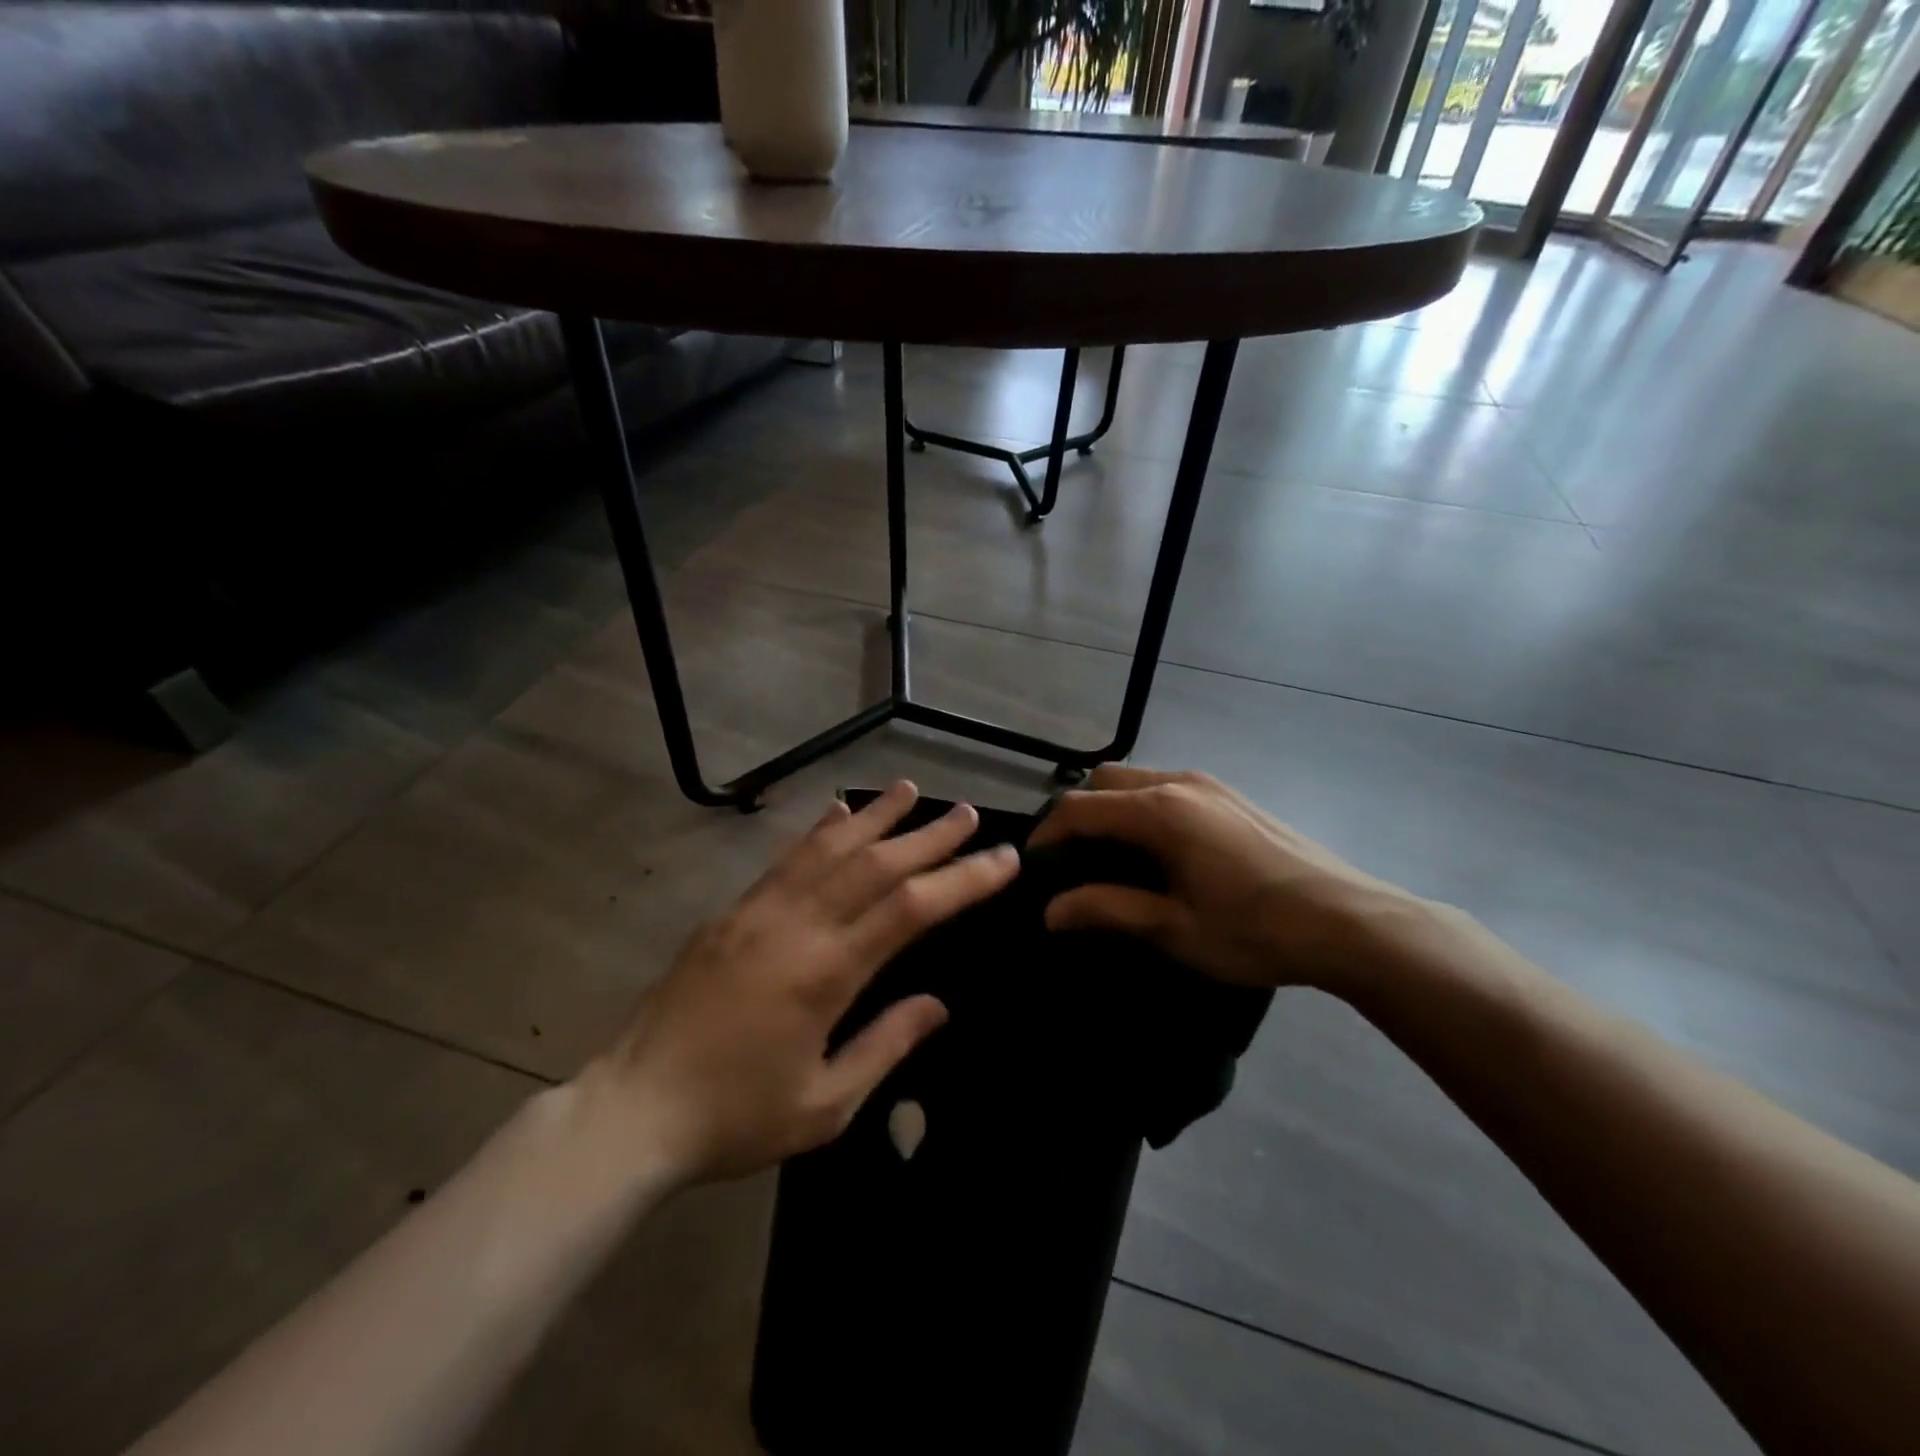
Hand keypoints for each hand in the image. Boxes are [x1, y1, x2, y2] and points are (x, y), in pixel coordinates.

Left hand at [586, 782, 1018, 1185]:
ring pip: (828, 848)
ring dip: (875, 816)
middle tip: (969, 813)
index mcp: (826, 972)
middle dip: (929, 836)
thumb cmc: (736, 1116)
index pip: (911, 908)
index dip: (962, 879)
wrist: (633, 1108)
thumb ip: (886, 1045)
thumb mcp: (825, 1104)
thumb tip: (938, 1003)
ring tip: (910, 790)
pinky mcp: (731, 912)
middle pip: (876, 863)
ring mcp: (758, 911)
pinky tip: (836, 813)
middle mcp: (796, 925)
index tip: (1002, 859)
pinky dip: (818, 832)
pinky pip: (784, 859)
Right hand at [1029, 766, 1418, 991]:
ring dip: (1113, 808)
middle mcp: (1179, 783)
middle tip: (1071, 858)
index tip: (1032, 864)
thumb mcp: (1173, 928)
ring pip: (1139, 780)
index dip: (1048, 833)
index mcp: (1159, 811)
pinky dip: (1145, 807)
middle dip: (1078, 813)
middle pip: (1106, 781)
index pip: (1080, 808)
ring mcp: (1211, 785)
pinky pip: (1170, 787)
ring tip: (1111, 856)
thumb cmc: (1254, 930)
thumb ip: (1107, 909)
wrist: (1350, 921)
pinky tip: (1160, 850)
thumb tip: (1050, 911)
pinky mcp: (1233, 796)